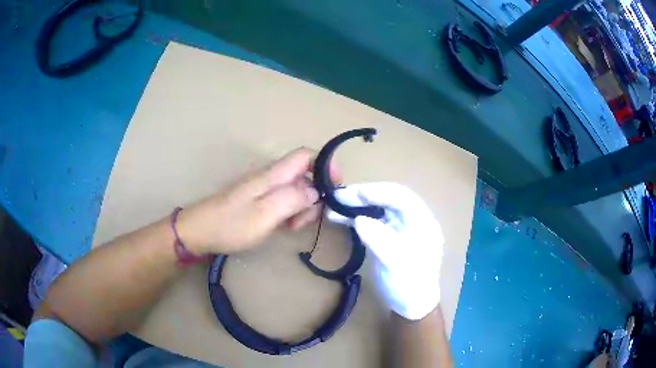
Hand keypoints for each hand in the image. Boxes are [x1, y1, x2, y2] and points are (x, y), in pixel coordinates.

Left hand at [178, 148, 340, 253]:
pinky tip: (284, 227)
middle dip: (314, 196)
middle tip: (305, 220)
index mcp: (274, 175)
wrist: (200, 232)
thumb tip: (317, 191)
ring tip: (292, 227)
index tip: (335, 189)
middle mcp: (272, 177)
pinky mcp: (261, 201)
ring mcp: (266, 190)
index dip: (326, 165)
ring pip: (297, 191)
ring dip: (303, 208)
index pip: (307, 155)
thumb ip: (293, 199)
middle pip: (306, 175)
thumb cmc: (231, 224)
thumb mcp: (265, 214)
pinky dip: (291, 214)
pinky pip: (285, 202)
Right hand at [327, 182, 443, 320]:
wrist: (410, 304)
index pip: (402, 198)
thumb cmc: (409, 285)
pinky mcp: (387, 235)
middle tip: (339, 197)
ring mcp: (399, 227)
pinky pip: (371, 221)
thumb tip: (358, 220)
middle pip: (388, 199)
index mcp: (422, 222)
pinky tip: (339, 218)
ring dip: (356, 206)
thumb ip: (380, 240)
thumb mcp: (397, 265)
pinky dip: (355, 218)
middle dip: (364, 196)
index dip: (379, 192)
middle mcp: (412, 220)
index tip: (355, 193)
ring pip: (377, 208)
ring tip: (334, 206)